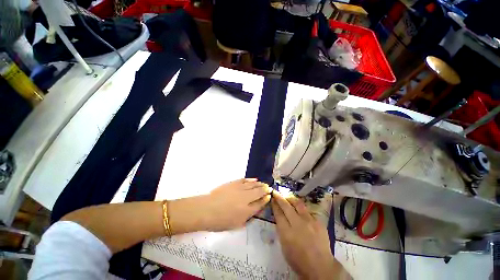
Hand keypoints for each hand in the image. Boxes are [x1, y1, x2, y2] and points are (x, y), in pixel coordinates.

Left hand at [199, 178, 271, 231]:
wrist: (207, 209)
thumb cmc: (220, 221)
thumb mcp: (236, 224)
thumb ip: (248, 217)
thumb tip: (256, 209)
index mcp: (247, 210)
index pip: (260, 203)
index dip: (265, 199)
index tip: (269, 196)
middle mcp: (246, 198)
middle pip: (259, 192)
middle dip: (265, 190)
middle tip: (269, 188)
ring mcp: (240, 189)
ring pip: (253, 185)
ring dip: (260, 184)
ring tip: (264, 183)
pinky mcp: (234, 183)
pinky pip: (245, 180)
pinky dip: (251, 180)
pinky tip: (254, 179)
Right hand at [271, 191, 344, 279]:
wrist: (320, 266)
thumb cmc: (299, 260)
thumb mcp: (284, 246)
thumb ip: (281, 229)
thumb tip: (279, 216)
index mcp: (287, 233)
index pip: (278, 214)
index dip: (274, 205)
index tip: (273, 199)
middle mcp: (298, 224)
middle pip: (286, 206)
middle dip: (280, 198)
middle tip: (276, 192)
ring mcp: (309, 221)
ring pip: (298, 204)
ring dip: (290, 199)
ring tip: (287, 196)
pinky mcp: (318, 221)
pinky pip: (307, 210)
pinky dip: (301, 208)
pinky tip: (299, 208)